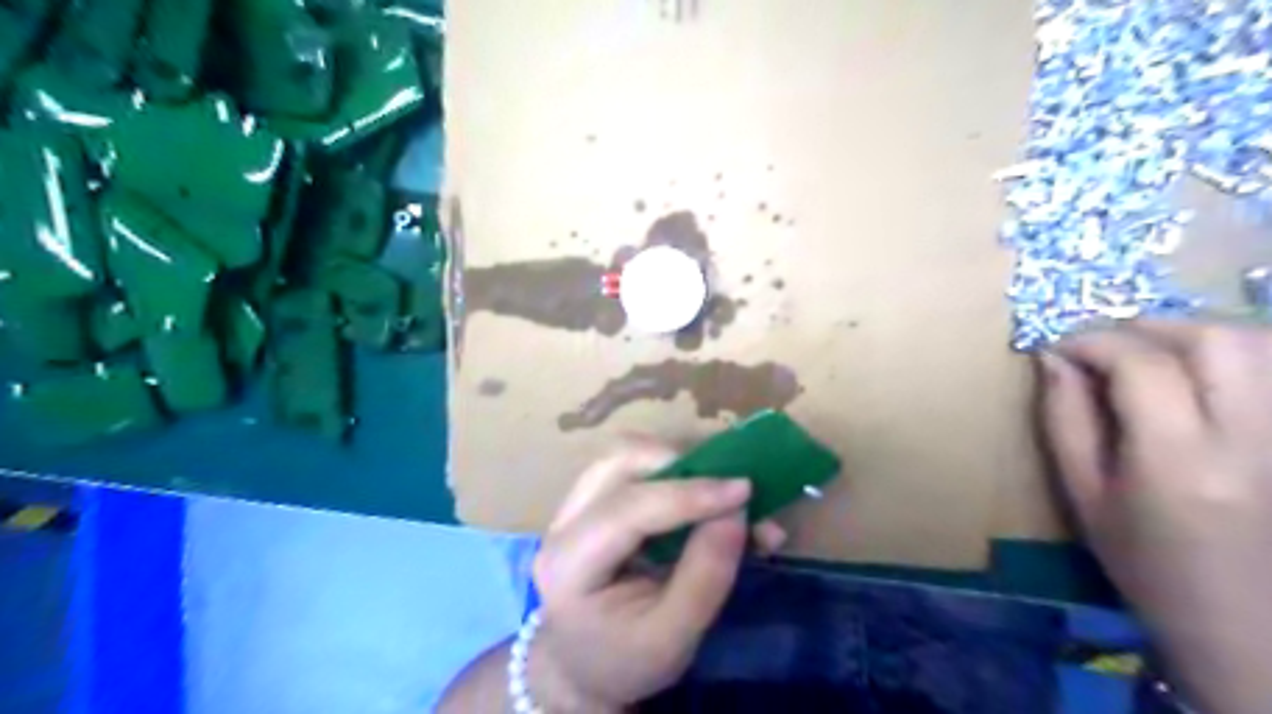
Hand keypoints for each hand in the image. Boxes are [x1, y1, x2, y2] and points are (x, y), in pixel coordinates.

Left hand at [527, 438, 785, 711]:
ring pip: (624, 454)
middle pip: (618, 462)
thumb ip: (706, 576)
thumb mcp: (673, 639)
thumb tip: (737, 513)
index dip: (689, 494)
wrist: (583, 666)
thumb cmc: (625, 660)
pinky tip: (700, 497)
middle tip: (728, 491)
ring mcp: (572, 506)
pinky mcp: (590, 500)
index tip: (744, 489)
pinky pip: (632, 467)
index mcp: (570, 566)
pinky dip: (672, 472)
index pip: (629, 510)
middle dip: (680, 463)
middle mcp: (563, 524)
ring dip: (676, 462)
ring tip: (715, 493)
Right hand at [1037, 321, 1271, 713]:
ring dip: (1196, 335)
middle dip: (1151, 326)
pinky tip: (1202, 374)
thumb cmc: (1146, 564)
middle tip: (1108, 343)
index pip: (1143, 366)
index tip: (1059, 348)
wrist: (1245, 624)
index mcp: (1178, 461)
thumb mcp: (1083, 494)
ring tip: (1151, 354)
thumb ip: (1064, 419)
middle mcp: (1252, 440)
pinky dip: (1238, 356)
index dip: (1094, 341)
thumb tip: (1051, 359)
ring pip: (1261, 346)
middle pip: (1217, 341)